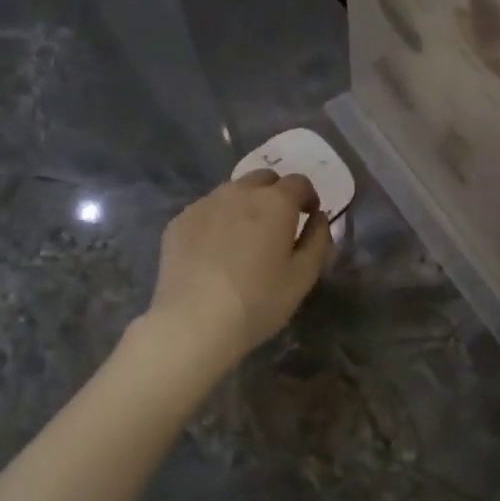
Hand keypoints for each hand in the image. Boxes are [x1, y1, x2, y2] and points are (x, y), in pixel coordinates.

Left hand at [144, 171, 331, 371]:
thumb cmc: (258, 301)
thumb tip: (319, 218)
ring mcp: (205, 204)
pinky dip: (218, 220)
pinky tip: (215, 250)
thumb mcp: (303, 276)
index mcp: (275, 202)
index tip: (309, 216)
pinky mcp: (180, 220)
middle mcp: (240, 192)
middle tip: (278, 224)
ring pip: (232, 191)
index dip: (308, 197)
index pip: (299, 182)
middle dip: (276, 194)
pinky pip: (207, 210)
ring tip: (244, 237)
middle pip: (264, 178)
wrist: (194, 322)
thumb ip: (318, 239)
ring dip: (245, 204)